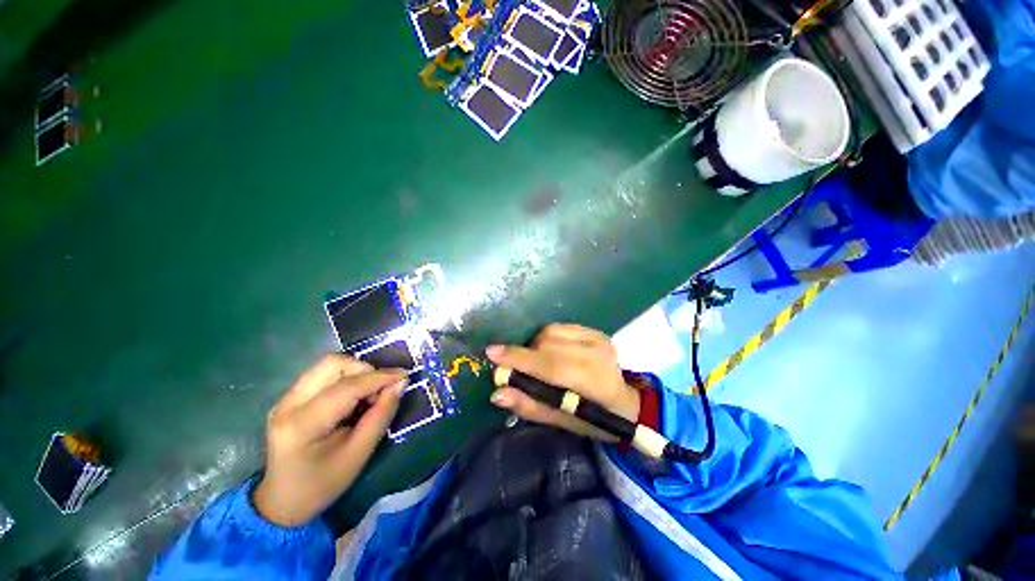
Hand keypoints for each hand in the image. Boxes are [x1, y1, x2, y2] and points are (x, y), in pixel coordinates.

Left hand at [253, 355, 405, 526]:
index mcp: (303, 424)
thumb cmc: (323, 484)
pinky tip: (354, 399)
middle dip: (365, 370)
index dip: (380, 377)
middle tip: (381, 389)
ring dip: (356, 372)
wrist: (283, 502)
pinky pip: (324, 374)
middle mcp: (289, 404)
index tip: (405, 376)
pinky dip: (347, 378)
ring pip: (329, 365)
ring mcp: (286, 399)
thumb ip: (381, 415)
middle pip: (333, 364)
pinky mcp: (290, 398)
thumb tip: (400, 383)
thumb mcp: (359, 454)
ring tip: (368, 395)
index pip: (347, 387)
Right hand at [486, 324, 639, 439]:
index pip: (551, 366)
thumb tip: (497, 393)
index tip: (492, 354)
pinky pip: (559, 327)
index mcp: (595, 382)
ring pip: (550, 332)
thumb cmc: (594, 419)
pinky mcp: (595, 331)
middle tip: (514, 368)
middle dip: (524, 355)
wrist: (626, 403)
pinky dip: (546, 339)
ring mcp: (598, 338)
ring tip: (536, 363)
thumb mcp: (562, 422)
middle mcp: (598, 353)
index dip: (520, 359)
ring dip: (535, 346)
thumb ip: (530, 406)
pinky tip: (550, 352)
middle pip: (547, 344)